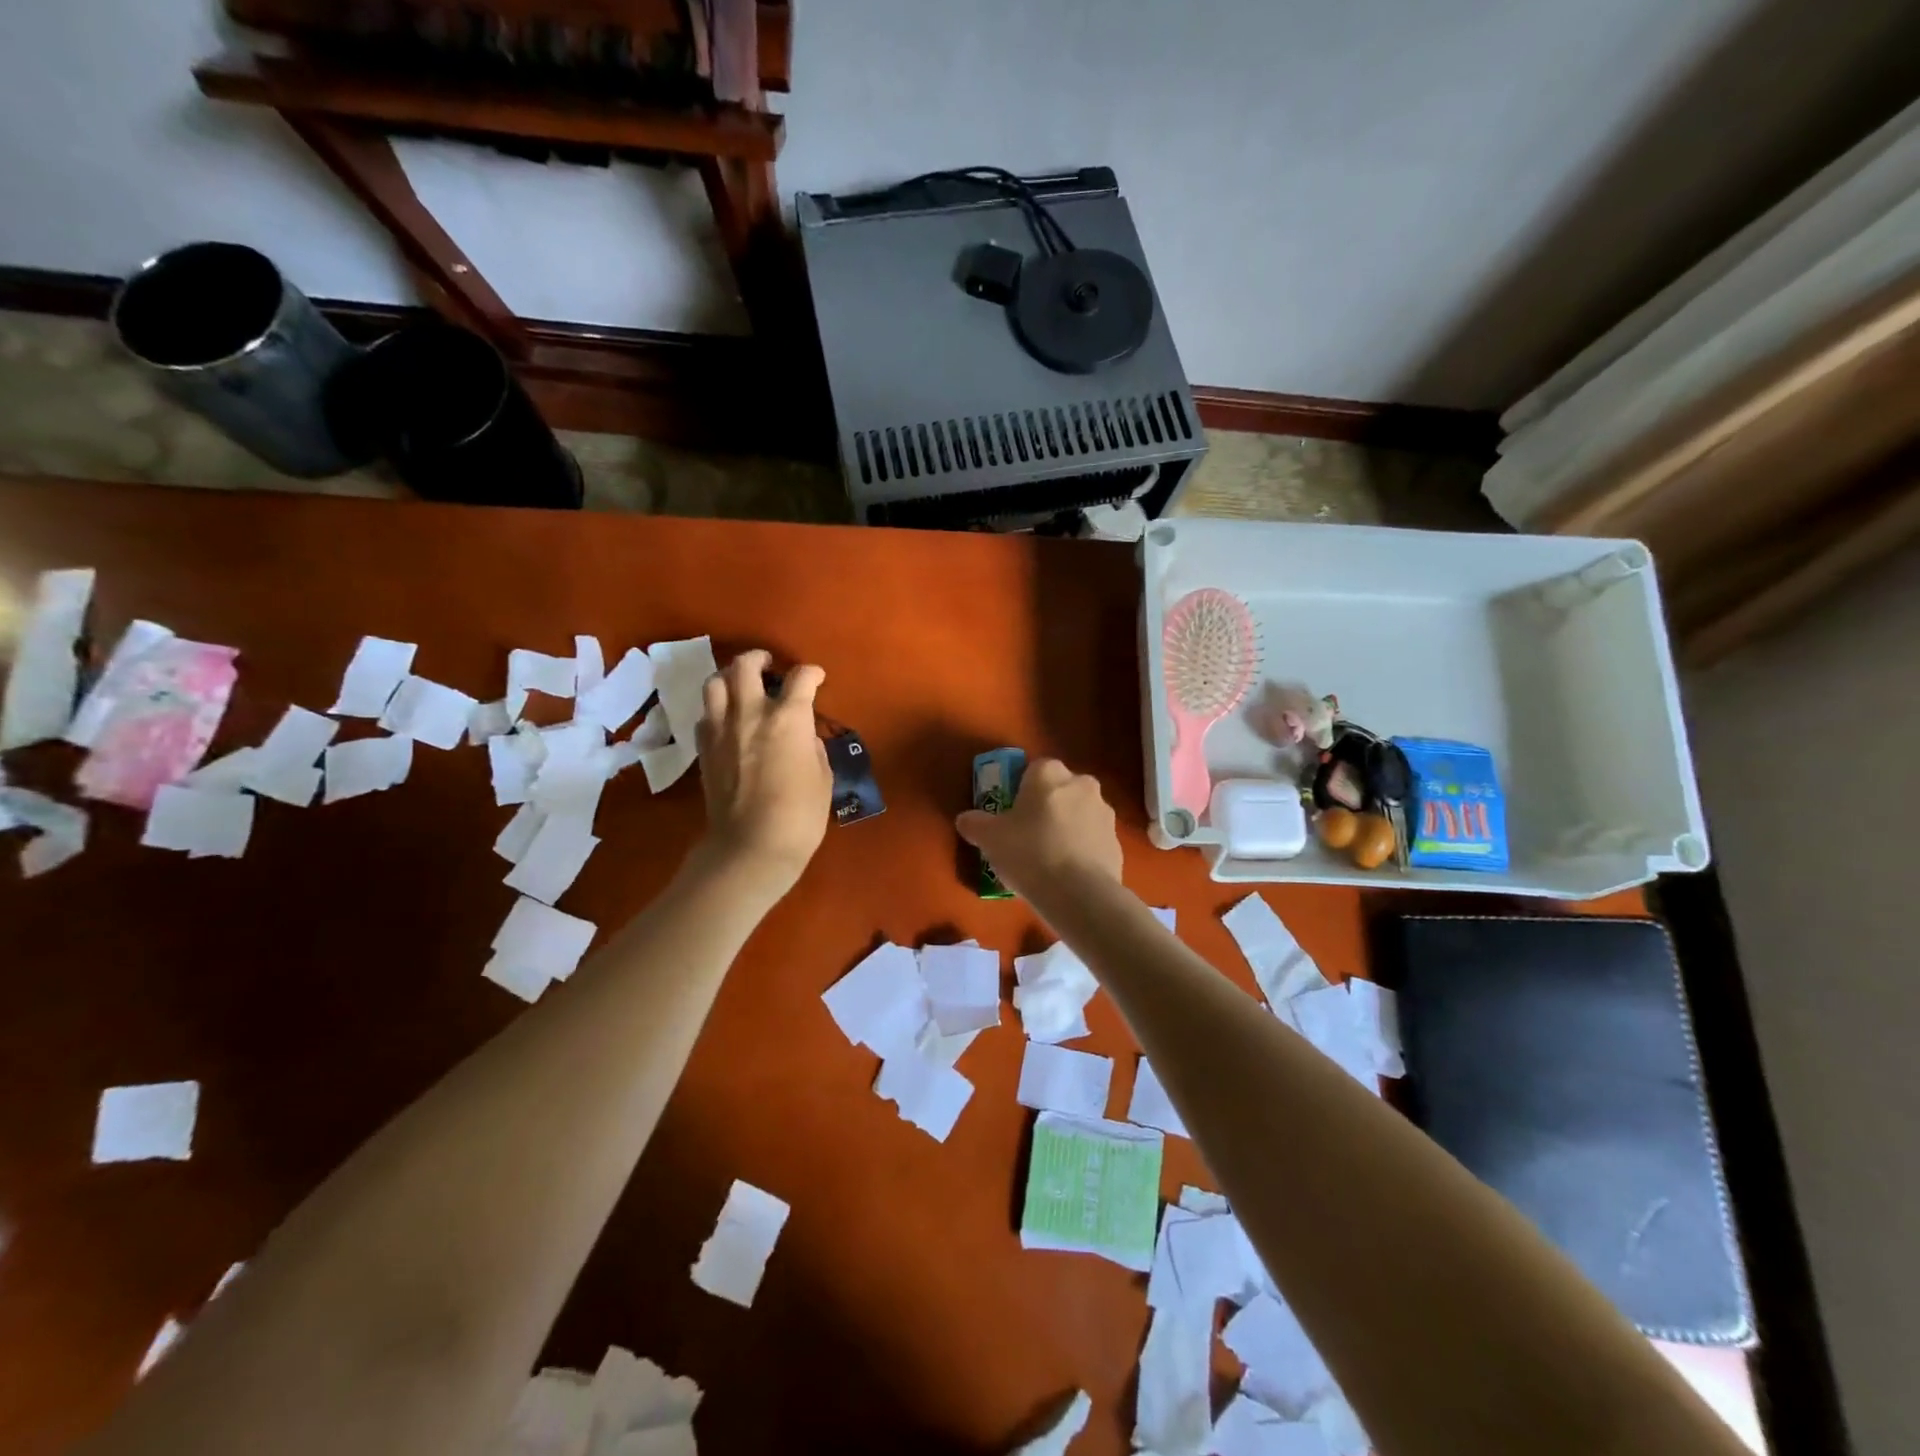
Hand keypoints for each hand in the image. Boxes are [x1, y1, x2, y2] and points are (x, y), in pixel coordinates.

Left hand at [694, 650, 832, 897]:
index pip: (801, 678)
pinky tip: (726, 719)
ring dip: (729, 677)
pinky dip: (716, 709)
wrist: (751, 846)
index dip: (812, 673)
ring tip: (739, 684)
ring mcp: (721, 730)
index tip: (817, 678)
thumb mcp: (822, 777)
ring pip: (715, 683)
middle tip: (768, 664)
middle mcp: (750, 713)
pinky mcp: (704, 749)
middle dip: (759, 659)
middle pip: (745, 666)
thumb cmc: (800, 815)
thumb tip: (801, 736)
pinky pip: (705, 715)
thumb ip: (811, 746)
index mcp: (788, 718)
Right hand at [955, 757, 1120, 897]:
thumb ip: (975, 823)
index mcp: (1049, 773)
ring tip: (1047, 860)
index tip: (1011, 815)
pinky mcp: (1117, 842)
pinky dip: (1081, 851)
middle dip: (1046, 808)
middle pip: (1059, 790)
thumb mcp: (989, 838)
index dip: (1020, 791)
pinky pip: (1092, 840)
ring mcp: (1105, 813)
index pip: (1033, 769)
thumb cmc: (1028, 852)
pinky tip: (1066, 875)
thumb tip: (966, 819)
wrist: (1078, 893)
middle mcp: (1082, 783)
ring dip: (1066, 828)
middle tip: (1027, 837)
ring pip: (1078, 814)